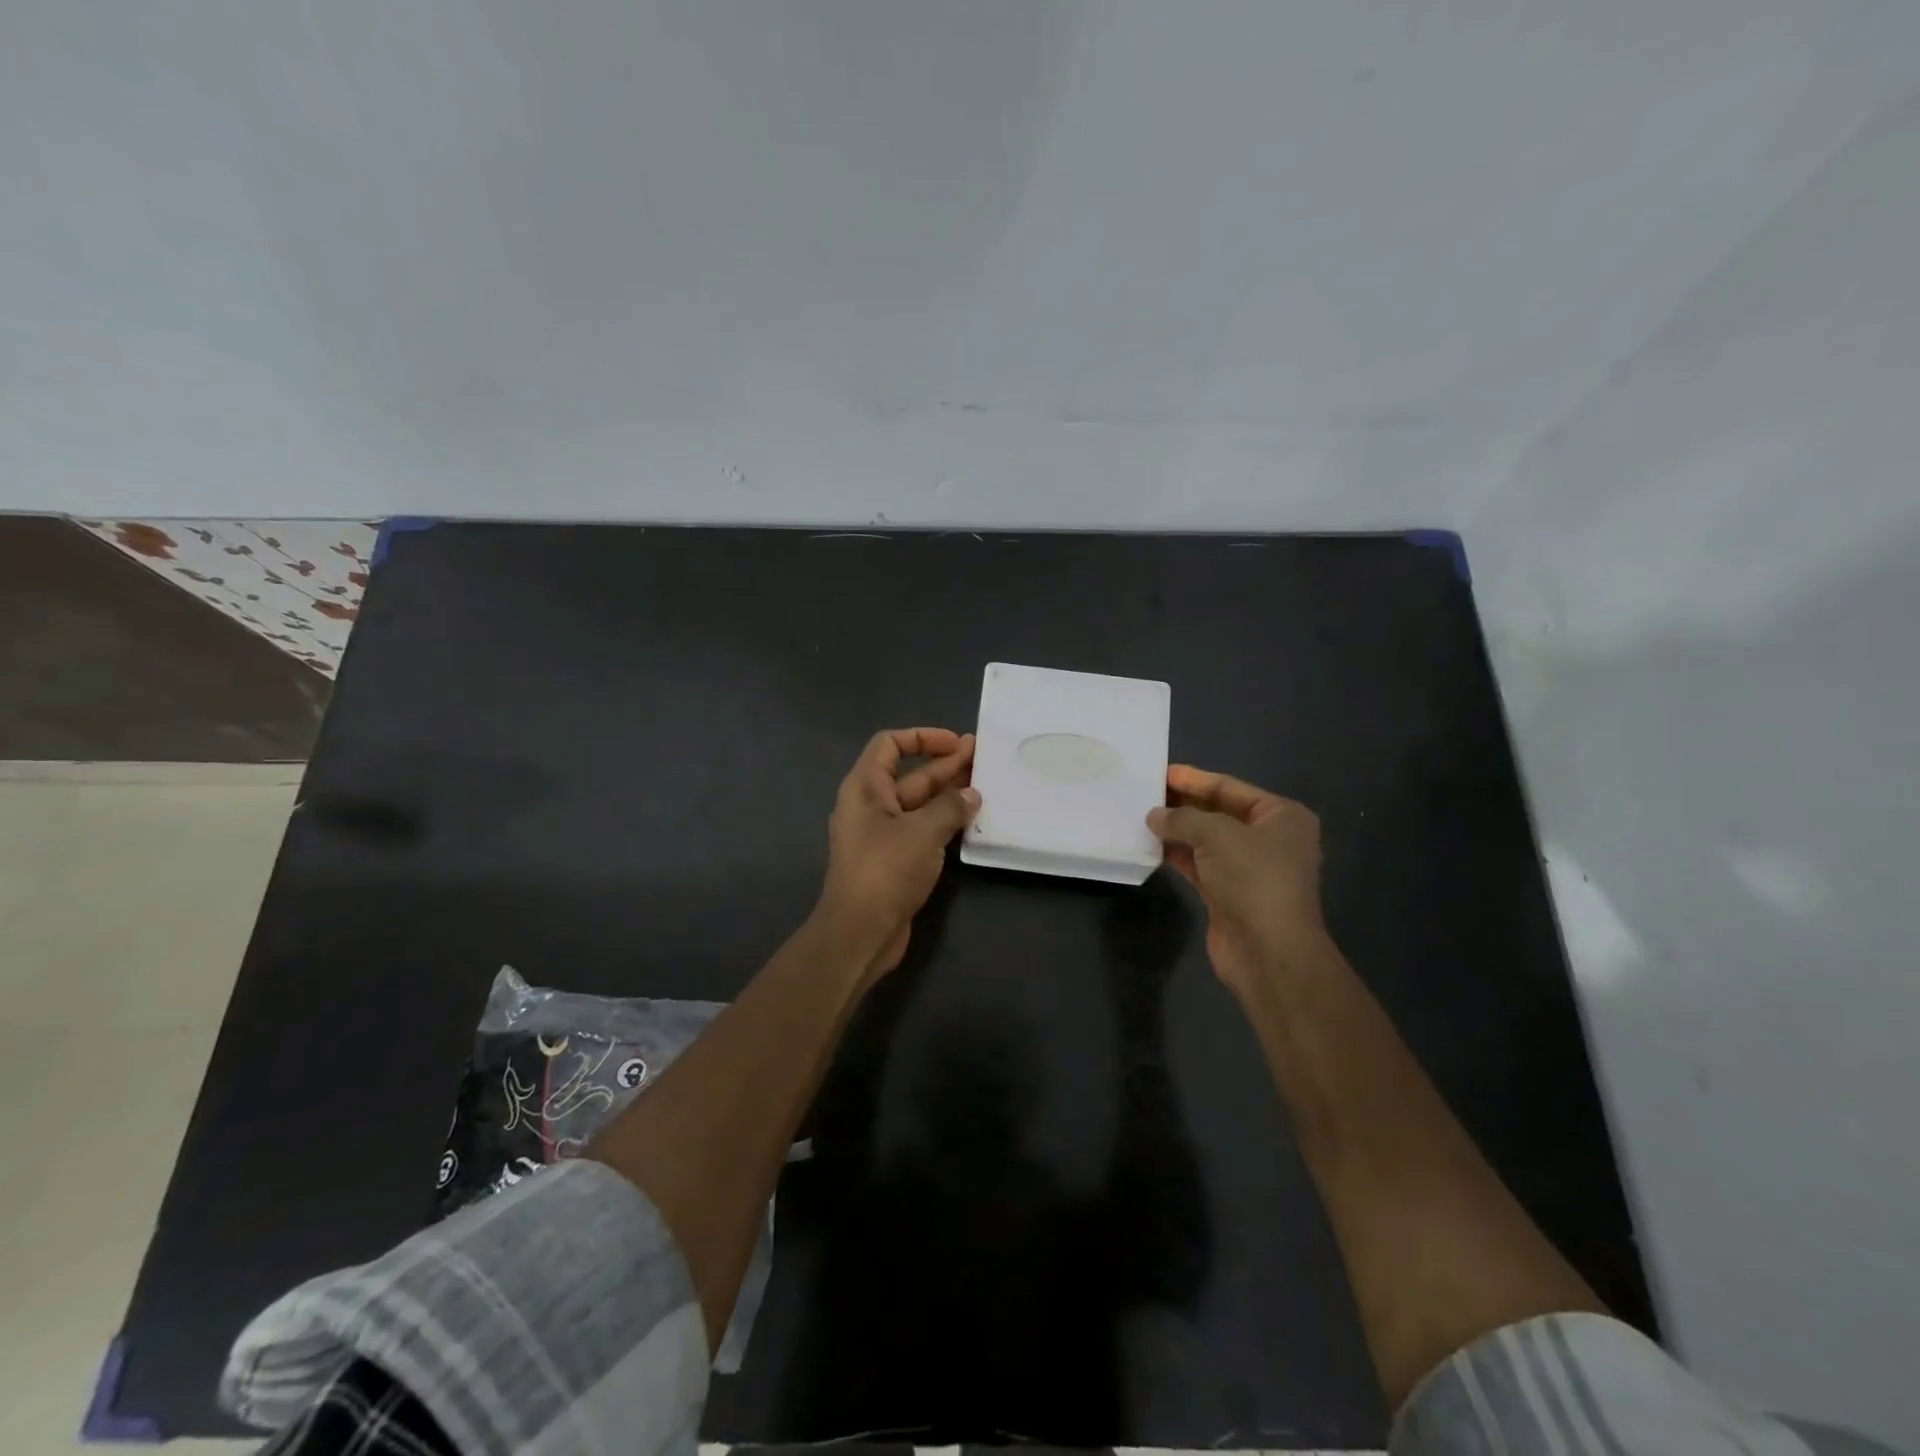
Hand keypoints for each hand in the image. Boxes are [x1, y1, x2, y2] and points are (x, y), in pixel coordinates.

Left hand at [815, 727, 979, 979]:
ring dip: (949, 794)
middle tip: (983, 759)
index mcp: (865, 788)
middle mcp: (870, 806)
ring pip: (919, 804)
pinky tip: (972, 821)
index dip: (922, 737)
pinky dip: (944, 822)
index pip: (889, 744)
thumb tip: (971, 795)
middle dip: (945, 765)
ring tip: (985, 787)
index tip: (955, 743)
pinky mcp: (894, 860)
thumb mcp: (922, 831)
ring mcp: (882, 835)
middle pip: (910, 775)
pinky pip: (922, 830)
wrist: (859, 933)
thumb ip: (950, 807)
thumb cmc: (885, 871)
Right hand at [1147, 764, 1327, 993]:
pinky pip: (1199, 865)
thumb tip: (1154, 815)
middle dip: (1183, 804)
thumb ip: (1183, 818)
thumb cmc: (1253, 880)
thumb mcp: (1217, 835)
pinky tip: (1150, 847)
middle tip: (1145, 793)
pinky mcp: (1230, 894)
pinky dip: (1177, 855)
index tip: (1161, 771)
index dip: (1194, 779)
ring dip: (1177, 831)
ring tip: (1141, 817)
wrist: (1268, 952)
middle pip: (1218, 813)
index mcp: (1281, 817)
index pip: (1230, 787)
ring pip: (1206, 841)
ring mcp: (1250, 869)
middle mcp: (1269, 840)